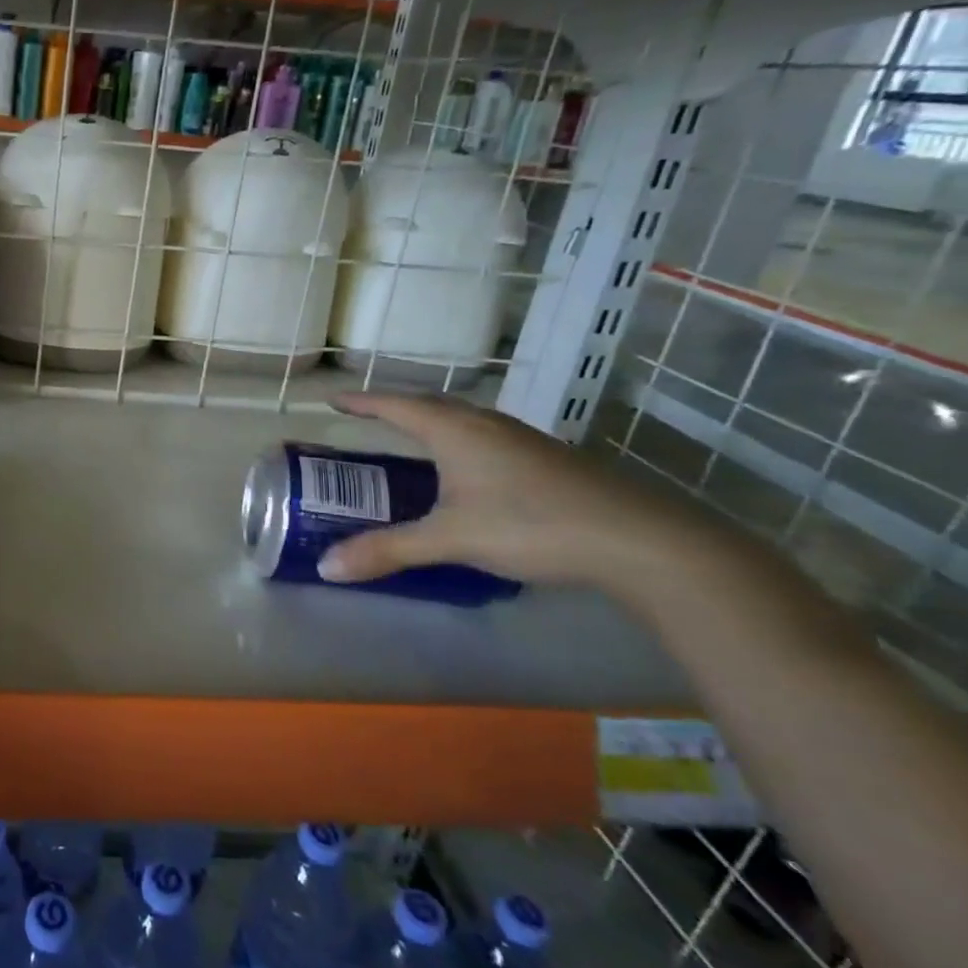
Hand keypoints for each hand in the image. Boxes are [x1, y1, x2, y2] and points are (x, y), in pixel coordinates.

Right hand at [319, 393, 711, 592]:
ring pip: (463, 419)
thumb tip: (327, 568)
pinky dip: (459, 441)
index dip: (361, 401)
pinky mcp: (547, 458)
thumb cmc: (531, 525)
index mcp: (455, 430)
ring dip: (431, 422)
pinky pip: (485, 436)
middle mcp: (486, 423)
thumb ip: (388, 550)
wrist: (640, 540)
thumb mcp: (451, 539)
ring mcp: (522, 438)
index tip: (332, 399)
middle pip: (430, 404)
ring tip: (410, 439)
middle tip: (365, 418)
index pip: (395, 405)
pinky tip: (467, 471)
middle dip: (394, 408)